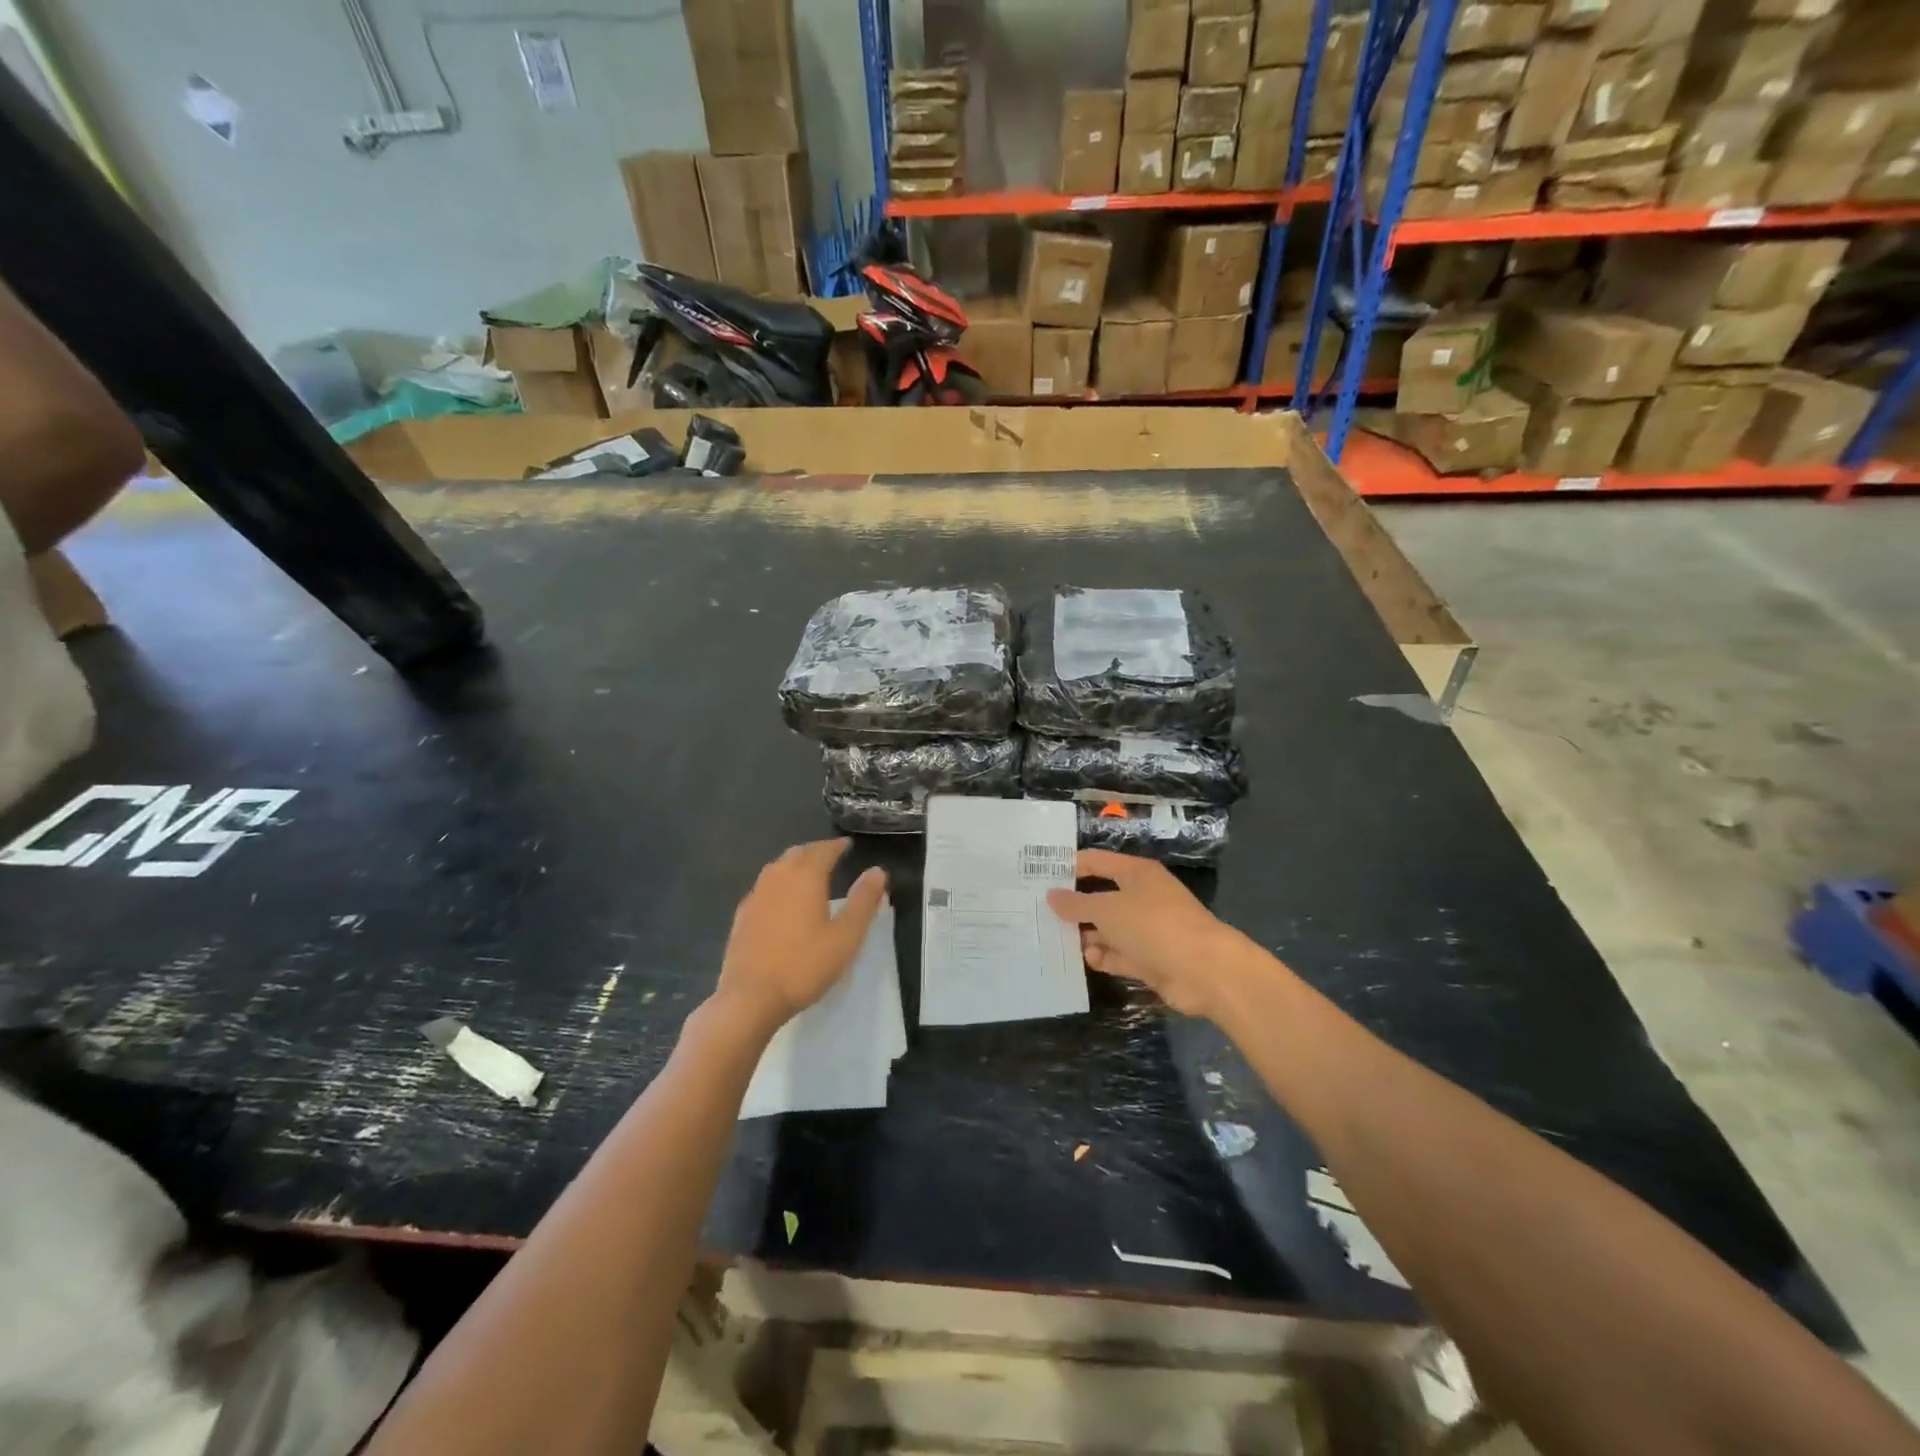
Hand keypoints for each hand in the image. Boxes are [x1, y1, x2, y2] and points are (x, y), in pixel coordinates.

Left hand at [717, 839, 887, 1030]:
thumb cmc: (804, 965)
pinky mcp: (741, 917)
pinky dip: (778, 885)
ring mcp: (755, 896)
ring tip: (808, 874)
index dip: (837, 846)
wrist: (750, 998)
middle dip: (815, 851)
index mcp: (804, 877)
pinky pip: (763, 888)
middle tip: (830, 856)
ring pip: (777, 868)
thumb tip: (877, 871)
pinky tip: (781, 902)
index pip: (823, 850)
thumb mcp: (846, 936)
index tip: (847, 845)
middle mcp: (777, 878)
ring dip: (794, 865)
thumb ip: (863, 901)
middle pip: (797, 854)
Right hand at [1047, 849, 1254, 1022]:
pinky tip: (1087, 959)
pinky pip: (1120, 954)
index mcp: (1136, 873)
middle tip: (1038, 913)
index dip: (1069, 867)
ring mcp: (1147, 929)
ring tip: (1054, 940)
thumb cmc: (1154, 925)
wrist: (1205, 970)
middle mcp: (1142, 897)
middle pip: (1101, 896)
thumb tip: (1051, 896)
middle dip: (1074, 906)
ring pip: (1108, 928)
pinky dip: (1104, 956)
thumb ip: (1077, 904)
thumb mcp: (1108, 910)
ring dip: (1086, 934)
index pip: (1096, 862)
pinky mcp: (1151, 958)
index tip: (1038, 877)